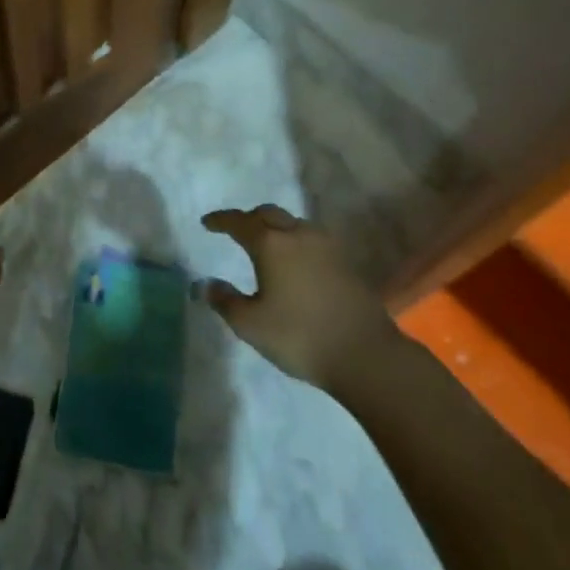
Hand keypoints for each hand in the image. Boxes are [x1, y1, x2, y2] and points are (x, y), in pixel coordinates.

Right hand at [200, 204, 402, 391]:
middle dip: (248, 219)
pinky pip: (312, 239)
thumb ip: (224, 301)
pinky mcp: (345, 261)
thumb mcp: (251, 325)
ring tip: (266, 245)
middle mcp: (298, 234)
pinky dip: (296, 242)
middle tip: (236, 231)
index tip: (207, 223)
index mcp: (270, 243)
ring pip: (293, 224)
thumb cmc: (300, 336)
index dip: (220, 220)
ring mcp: (326, 246)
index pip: (238, 221)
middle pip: (268, 214)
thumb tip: (204, 284)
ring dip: (275, 228)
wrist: (366, 355)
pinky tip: (296, 262)